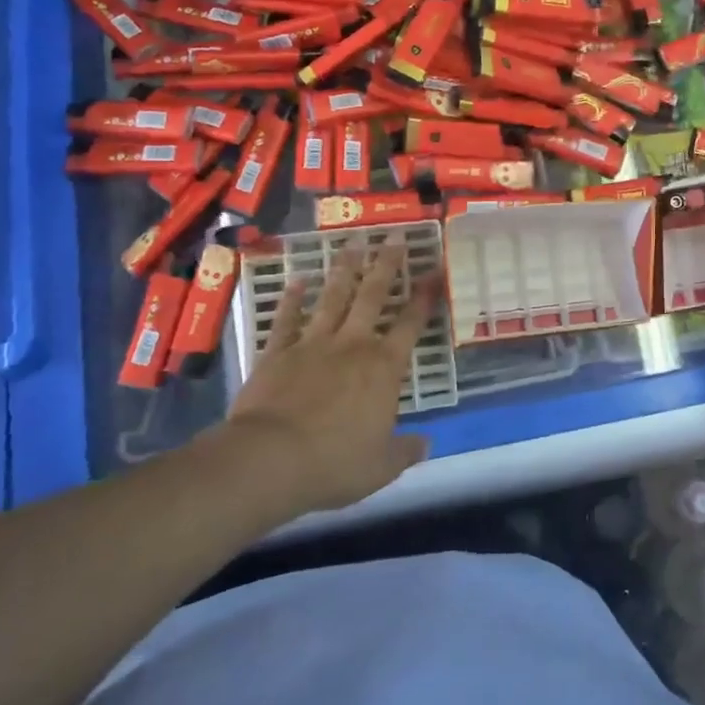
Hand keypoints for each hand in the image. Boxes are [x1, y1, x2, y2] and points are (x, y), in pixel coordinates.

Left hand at [218, 238, 438, 514]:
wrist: (270, 460)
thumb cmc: (334, 463)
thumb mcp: (381, 466)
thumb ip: (405, 451)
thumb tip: (426, 445)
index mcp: (384, 368)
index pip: (411, 324)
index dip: (424, 297)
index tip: (434, 272)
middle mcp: (353, 345)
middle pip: (373, 296)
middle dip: (386, 265)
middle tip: (395, 238)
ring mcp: (313, 344)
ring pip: (333, 298)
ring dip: (345, 270)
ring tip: (354, 243)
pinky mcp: (277, 353)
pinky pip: (287, 320)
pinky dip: (292, 300)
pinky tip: (297, 280)